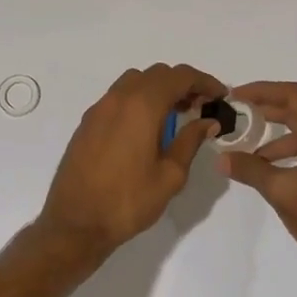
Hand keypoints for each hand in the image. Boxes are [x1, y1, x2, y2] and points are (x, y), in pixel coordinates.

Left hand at [36, 63, 225, 261]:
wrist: (75, 223)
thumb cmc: (128, 201)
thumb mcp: (170, 175)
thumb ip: (190, 141)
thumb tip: (208, 122)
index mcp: (142, 106)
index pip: (179, 76)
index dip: (204, 81)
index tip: (221, 95)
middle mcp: (119, 98)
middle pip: (157, 74)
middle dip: (182, 84)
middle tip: (201, 106)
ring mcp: (99, 108)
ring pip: (135, 81)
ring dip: (158, 89)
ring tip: (175, 115)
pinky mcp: (88, 122)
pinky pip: (118, 97)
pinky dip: (138, 99)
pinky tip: (146, 127)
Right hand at [219, 82, 296, 289]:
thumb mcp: (283, 192)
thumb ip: (251, 170)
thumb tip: (220, 157)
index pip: (294, 97)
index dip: (263, 91)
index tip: (235, 95)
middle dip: (265, 109)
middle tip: (234, 112)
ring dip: (272, 135)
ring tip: (242, 145)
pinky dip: (283, 153)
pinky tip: (263, 168)